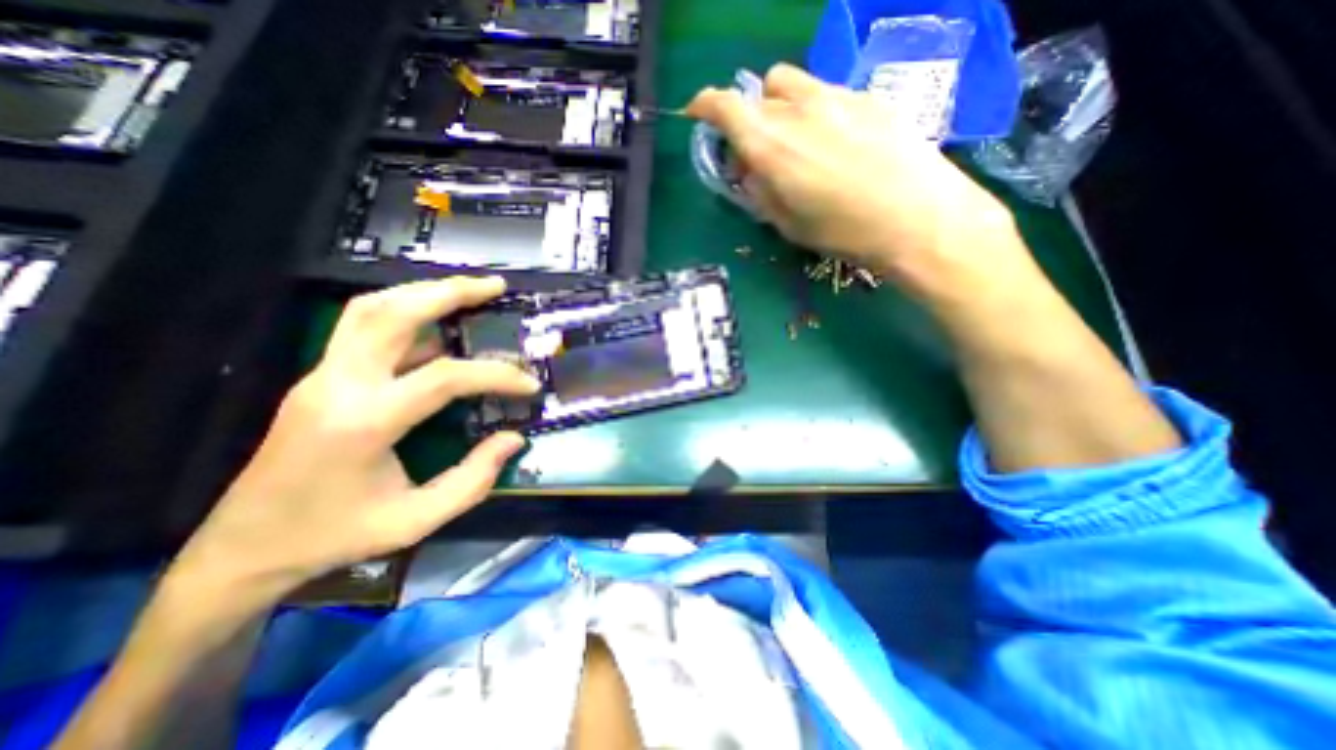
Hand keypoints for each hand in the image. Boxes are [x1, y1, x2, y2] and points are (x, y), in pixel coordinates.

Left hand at [174, 278, 537, 600]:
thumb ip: (473, 480)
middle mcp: (338, 385)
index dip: (495, 375)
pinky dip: (404, 313)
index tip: (529, 384)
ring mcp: (322, 376)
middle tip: (494, 286)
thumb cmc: (334, 536)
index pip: (444, 377)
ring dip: (422, 292)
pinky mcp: (320, 378)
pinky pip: (363, 329)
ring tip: (467, 289)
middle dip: (449, 292)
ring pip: (370, 309)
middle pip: (393, 314)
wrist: (242, 549)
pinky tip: (436, 322)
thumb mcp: (415, 520)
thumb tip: (513, 439)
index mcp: (364, 422)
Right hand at [689, 62, 1030, 306]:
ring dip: (780, 106)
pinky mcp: (867, 97)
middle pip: (757, 95)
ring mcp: (835, 97)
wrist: (917, 217)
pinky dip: (814, 110)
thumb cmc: (844, 231)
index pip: (725, 105)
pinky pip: (825, 93)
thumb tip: (752, 172)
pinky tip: (834, 142)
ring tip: (796, 140)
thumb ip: (762, 193)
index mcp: (772, 146)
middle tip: (760, 153)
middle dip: (749, 120)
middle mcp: (798, 110)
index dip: (706, 105)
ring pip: (790, 84)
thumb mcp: (788, 225)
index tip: (699, 114)